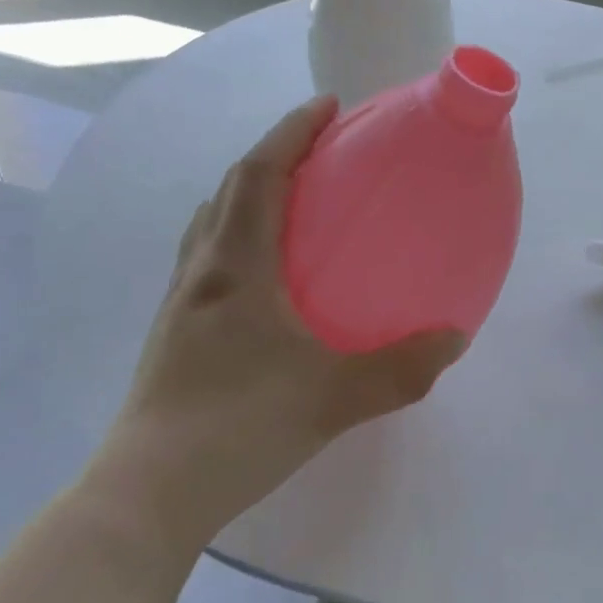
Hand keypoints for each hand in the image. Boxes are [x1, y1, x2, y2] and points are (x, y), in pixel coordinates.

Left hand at [85, 97, 466, 561]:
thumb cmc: (237, 428)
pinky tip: (263, 271)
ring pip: (213, 222)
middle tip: (320, 148)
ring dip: (249, 192)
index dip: (292, 132)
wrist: (147, 497)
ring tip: (292, 196)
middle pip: (231, 189)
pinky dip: (236, 235)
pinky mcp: (174, 334)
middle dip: (274, 153)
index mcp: (236, 267)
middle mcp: (203, 272)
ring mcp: (181, 303)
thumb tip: (456, 337)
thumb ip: (402, 368)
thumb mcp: (333, 398)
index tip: (328, 105)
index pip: (260, 175)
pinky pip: (207, 257)